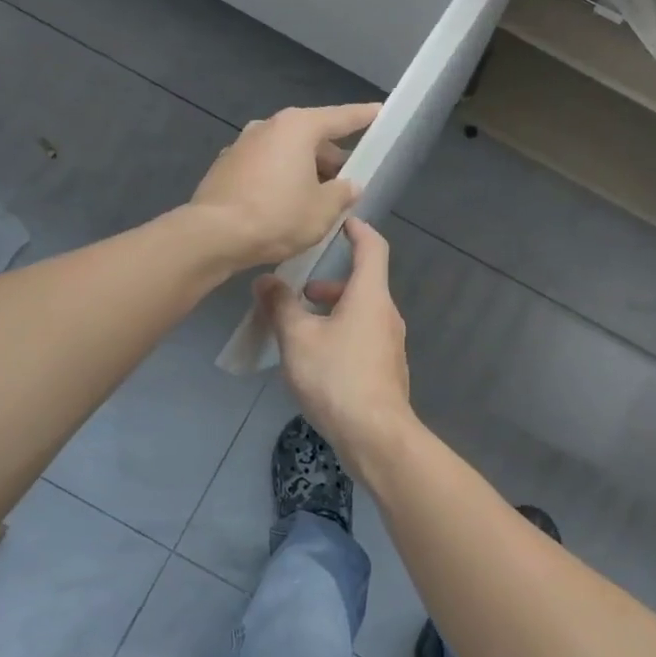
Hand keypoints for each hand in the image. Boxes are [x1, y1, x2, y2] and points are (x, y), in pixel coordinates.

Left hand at [189, 104, 380, 267]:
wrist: (213, 235)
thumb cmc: (277, 216)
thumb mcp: (323, 210)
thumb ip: (342, 194)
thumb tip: (349, 185)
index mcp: (298, 127)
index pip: (341, 118)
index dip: (364, 116)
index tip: (380, 111)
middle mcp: (268, 127)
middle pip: (311, 137)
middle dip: (332, 157)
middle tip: (349, 180)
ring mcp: (242, 145)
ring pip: (286, 153)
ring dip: (305, 170)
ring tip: (319, 199)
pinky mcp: (226, 167)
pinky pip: (265, 167)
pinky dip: (281, 179)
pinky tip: (287, 206)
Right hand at [255, 218, 412, 464]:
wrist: (375, 435)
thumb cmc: (336, 377)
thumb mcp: (297, 338)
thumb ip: (280, 306)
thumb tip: (265, 281)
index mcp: (370, 296)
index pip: (372, 247)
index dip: (358, 230)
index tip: (341, 222)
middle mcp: (387, 314)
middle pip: (363, 284)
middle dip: (331, 283)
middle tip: (301, 291)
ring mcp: (390, 344)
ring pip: (362, 313)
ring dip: (333, 311)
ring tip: (300, 328)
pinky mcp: (387, 369)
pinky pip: (363, 337)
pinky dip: (342, 333)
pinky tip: (317, 359)